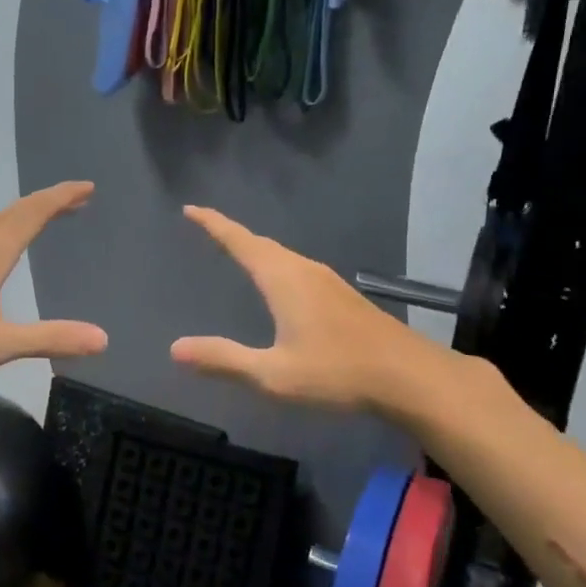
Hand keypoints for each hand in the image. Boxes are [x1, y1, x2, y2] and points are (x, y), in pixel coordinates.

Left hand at [0, 181, 107, 373]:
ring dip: (26, 215)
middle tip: (78, 200)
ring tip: (47, 218)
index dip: (62, 197)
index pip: (34, 212)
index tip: (88, 187)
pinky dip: (3, 229)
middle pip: (16, 211)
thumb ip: (49, 338)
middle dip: (49, 203)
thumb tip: (103, 339)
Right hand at [170, 206, 428, 411]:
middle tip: (206, 228)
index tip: (190, 209)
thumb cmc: (338, 373)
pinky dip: (276, 266)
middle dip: (232, 234)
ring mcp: (328, 282)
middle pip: (262, 244)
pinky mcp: (343, 297)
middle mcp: (305, 271)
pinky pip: (298, 269)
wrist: (410, 377)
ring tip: (236, 252)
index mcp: (284, 280)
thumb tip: (175, 348)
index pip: (240, 242)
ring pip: (283, 256)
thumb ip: (224, 360)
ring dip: (256, 250)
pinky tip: (280, 287)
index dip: (213, 224)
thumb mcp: (273, 374)